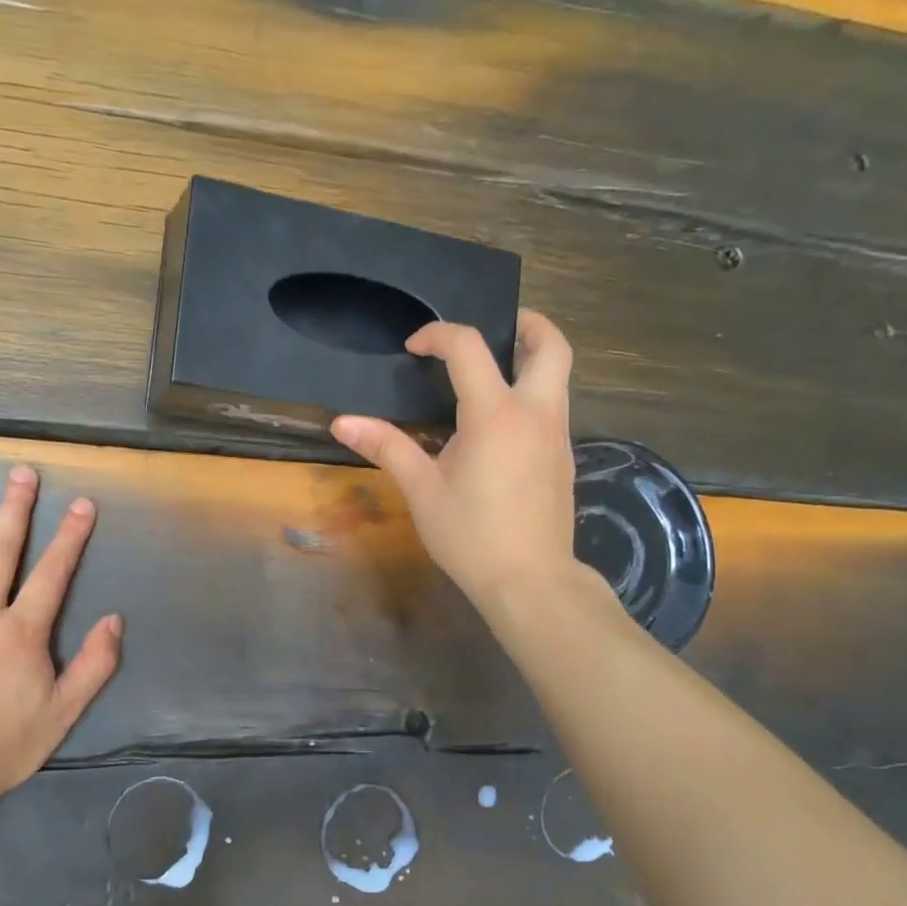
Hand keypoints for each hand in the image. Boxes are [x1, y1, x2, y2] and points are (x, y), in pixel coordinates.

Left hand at [0, 465, 122, 803]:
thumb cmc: (2, 745)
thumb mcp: (63, 712)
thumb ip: (94, 665)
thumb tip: (114, 619)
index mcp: (21, 632)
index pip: (53, 573)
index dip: (70, 536)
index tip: (82, 503)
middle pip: (1, 551)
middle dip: (16, 509)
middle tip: (22, 472)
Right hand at [332, 311, 580, 612]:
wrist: (530, 581)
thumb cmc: (470, 535)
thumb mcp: (421, 490)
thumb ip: (386, 447)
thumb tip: (341, 422)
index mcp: (495, 414)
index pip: (469, 347)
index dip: (439, 335)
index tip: (414, 348)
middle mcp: (536, 413)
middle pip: (552, 344)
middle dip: (526, 324)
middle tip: (494, 329)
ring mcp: (558, 435)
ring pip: (559, 375)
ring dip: (532, 358)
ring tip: (491, 373)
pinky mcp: (564, 458)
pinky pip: (555, 406)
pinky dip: (533, 393)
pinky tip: (501, 425)